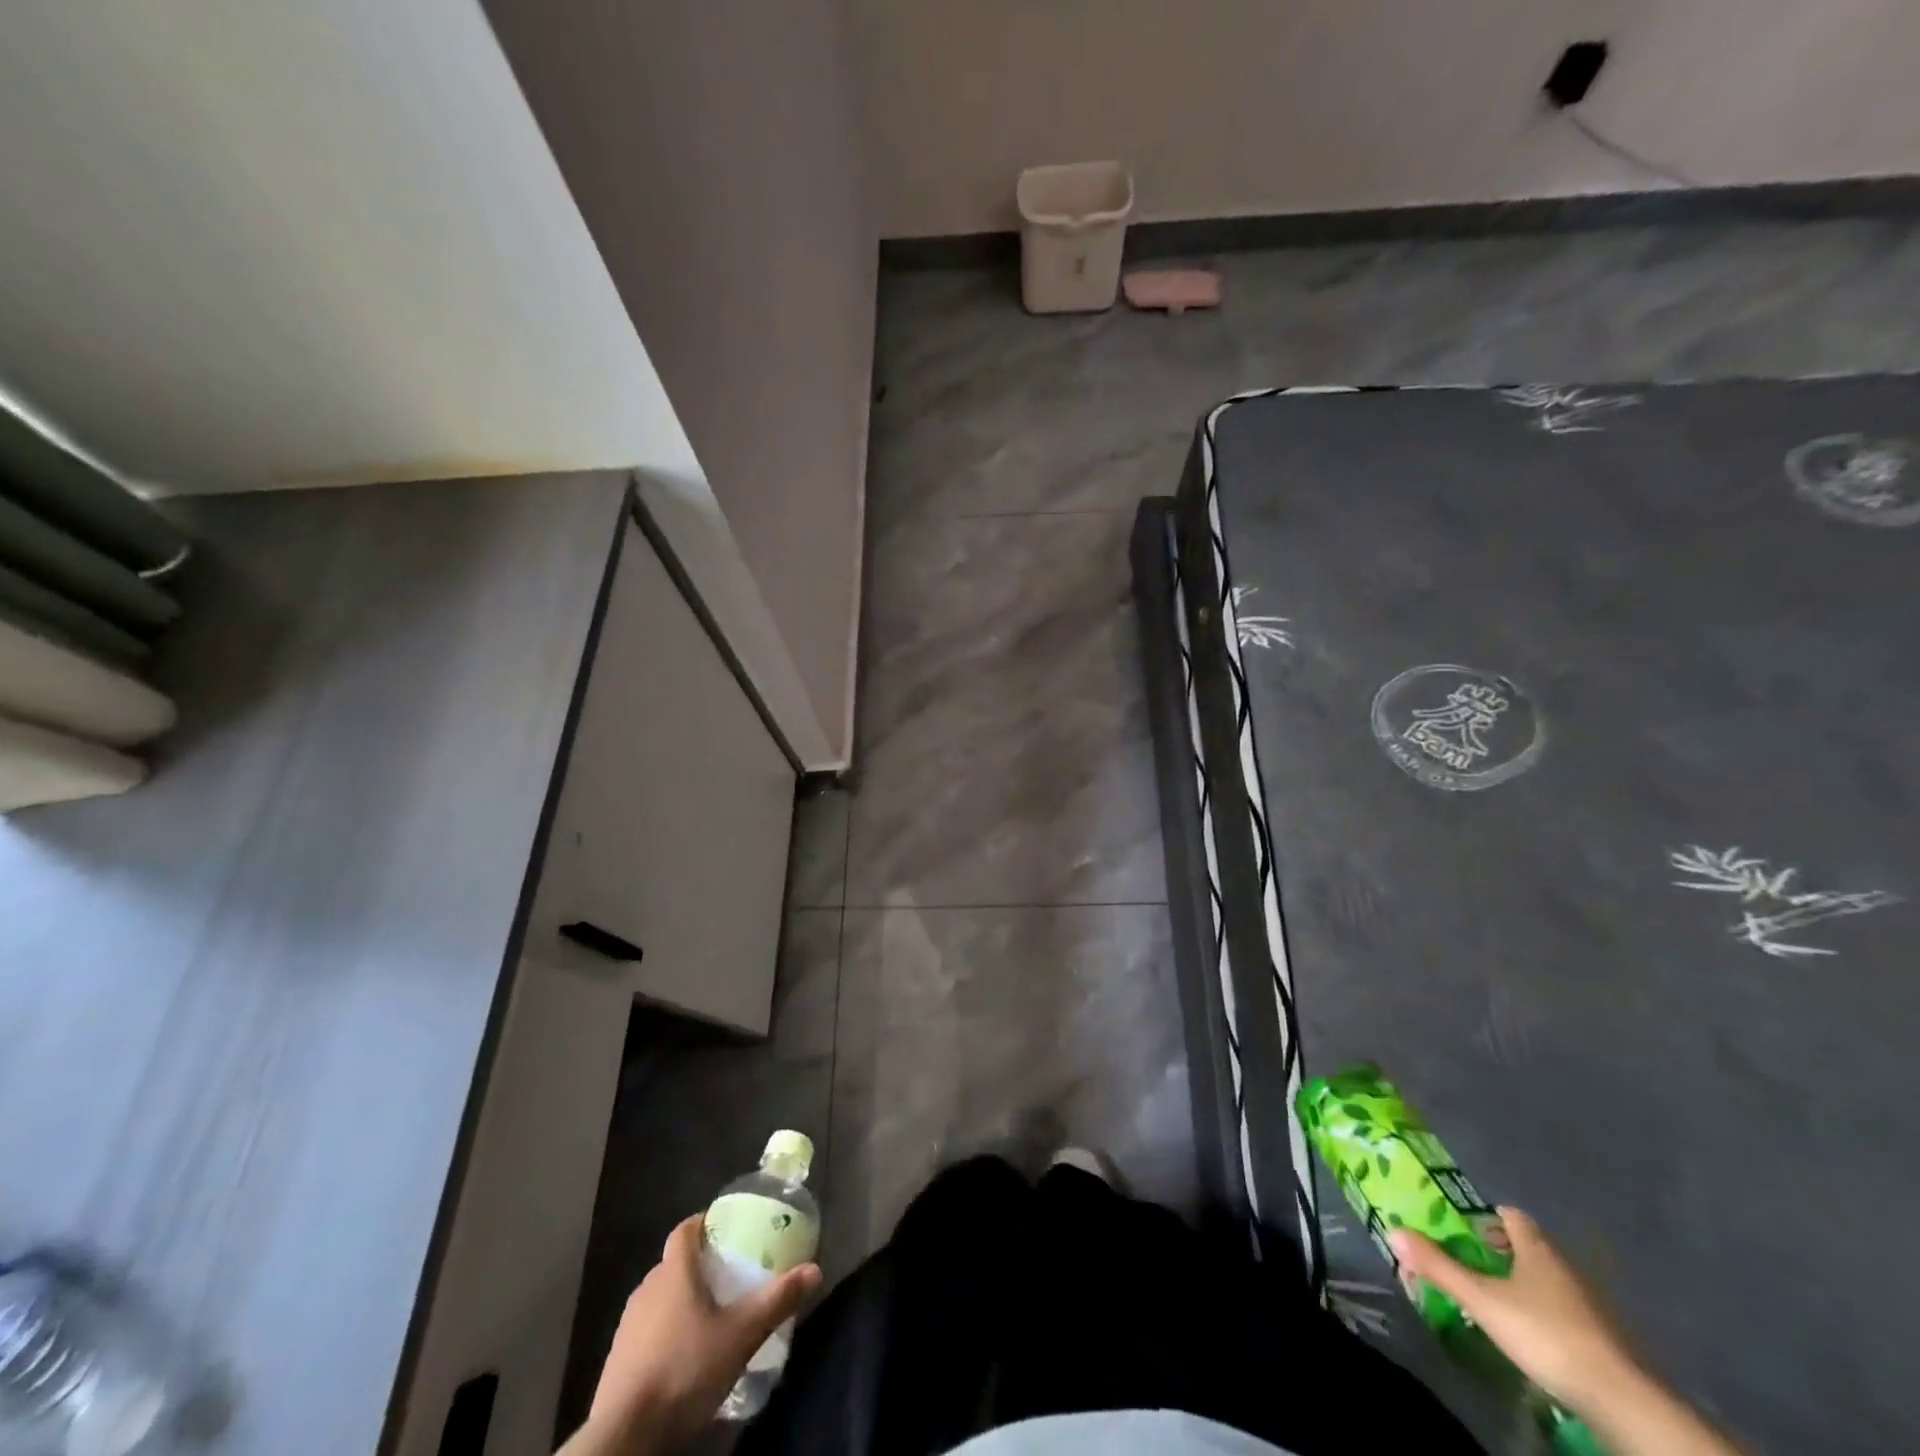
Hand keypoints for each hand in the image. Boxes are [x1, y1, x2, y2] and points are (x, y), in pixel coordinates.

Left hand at [576, 1214, 821, 1454]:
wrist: (625, 1436)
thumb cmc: (685, 1369)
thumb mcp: (741, 1335)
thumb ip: (777, 1300)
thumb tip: (815, 1269)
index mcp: (674, 1271)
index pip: (685, 1229)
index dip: (704, 1223)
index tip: (726, 1229)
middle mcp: (647, 1288)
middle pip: (674, 1262)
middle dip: (700, 1264)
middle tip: (730, 1276)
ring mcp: (627, 1324)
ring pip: (660, 1296)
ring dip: (682, 1299)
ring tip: (711, 1316)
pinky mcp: (617, 1358)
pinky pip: (647, 1328)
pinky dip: (666, 1330)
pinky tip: (685, 1354)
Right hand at [1390, 1206, 1635, 1411]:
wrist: (1619, 1397)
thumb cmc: (1544, 1332)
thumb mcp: (1482, 1299)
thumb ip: (1438, 1266)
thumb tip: (1393, 1231)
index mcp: (1537, 1248)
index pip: (1511, 1215)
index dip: (1488, 1216)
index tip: (1466, 1227)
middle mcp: (1565, 1266)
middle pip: (1530, 1246)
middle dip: (1501, 1251)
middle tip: (1472, 1262)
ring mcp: (1590, 1303)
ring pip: (1549, 1279)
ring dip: (1524, 1283)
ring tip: (1496, 1298)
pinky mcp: (1604, 1337)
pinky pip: (1566, 1310)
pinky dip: (1546, 1312)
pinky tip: (1531, 1332)